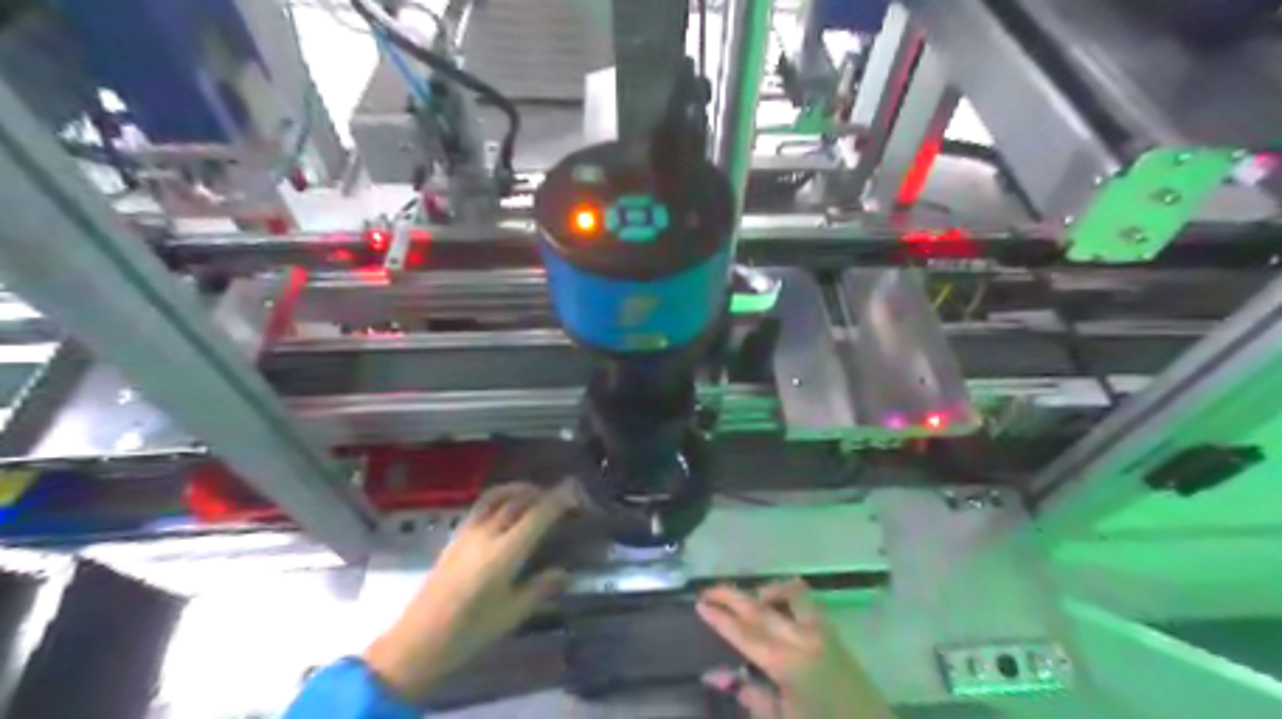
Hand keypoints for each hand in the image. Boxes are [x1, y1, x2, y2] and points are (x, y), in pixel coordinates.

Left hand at [367, 480, 576, 698]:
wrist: (416, 641)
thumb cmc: (468, 632)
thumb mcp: (511, 615)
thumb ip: (539, 589)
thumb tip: (563, 573)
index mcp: (505, 553)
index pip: (538, 515)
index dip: (559, 500)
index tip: (576, 491)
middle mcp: (487, 534)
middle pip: (519, 499)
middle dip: (543, 492)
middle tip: (563, 496)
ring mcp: (468, 532)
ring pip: (498, 496)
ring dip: (521, 489)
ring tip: (537, 493)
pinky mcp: (455, 537)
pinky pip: (482, 505)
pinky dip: (501, 497)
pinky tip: (506, 508)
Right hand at [697, 583, 892, 714]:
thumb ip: (751, 694)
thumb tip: (716, 674)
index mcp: (787, 665)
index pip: (744, 633)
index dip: (720, 618)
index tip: (699, 604)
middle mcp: (803, 639)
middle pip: (761, 608)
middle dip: (731, 596)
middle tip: (708, 590)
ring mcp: (822, 632)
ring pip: (790, 594)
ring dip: (764, 591)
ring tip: (748, 601)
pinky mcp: (834, 634)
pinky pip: (807, 603)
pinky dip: (787, 597)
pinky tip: (777, 610)